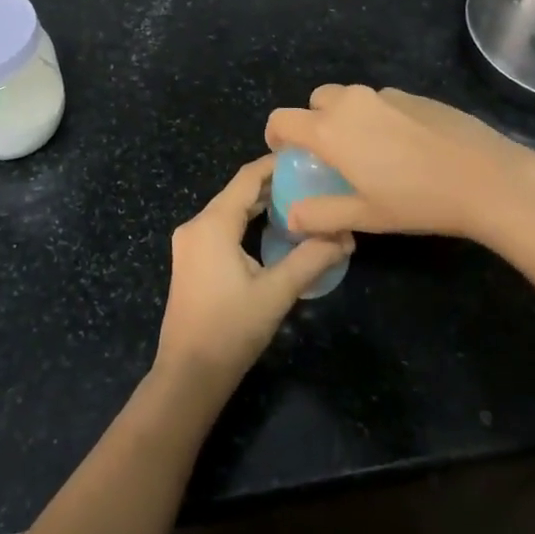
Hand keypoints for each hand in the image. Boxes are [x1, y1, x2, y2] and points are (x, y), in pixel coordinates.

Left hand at [154, 155, 351, 390]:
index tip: (305, 158)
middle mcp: (196, 225)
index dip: (275, 164)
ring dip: (259, 205)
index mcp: (212, 224)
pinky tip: (271, 231)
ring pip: (228, 210)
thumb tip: (346, 237)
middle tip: (310, 181)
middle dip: (272, 185)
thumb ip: (311, 259)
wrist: (189, 375)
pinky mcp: (190, 261)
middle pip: (237, 192)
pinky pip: (221, 227)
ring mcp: (189, 244)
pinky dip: (246, 222)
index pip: (247, 178)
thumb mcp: (277, 293)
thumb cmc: (231, 329)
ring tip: (298, 202)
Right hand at [265, 85, 534, 245]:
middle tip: (330, 154)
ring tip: (369, 152)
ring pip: (350, 98)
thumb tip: (291, 215)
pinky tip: (405, 147)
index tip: (285, 153)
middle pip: (316, 100)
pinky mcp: (414, 95)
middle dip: (313, 121)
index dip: (276, 134)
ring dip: (346, 118)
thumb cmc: (417, 200)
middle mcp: (351, 103)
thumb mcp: (365, 216)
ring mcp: (385, 95)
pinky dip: (377, 117)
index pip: (283, 118)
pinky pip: (380, 101)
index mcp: (330, 130)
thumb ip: (321, 214)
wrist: (485, 177)